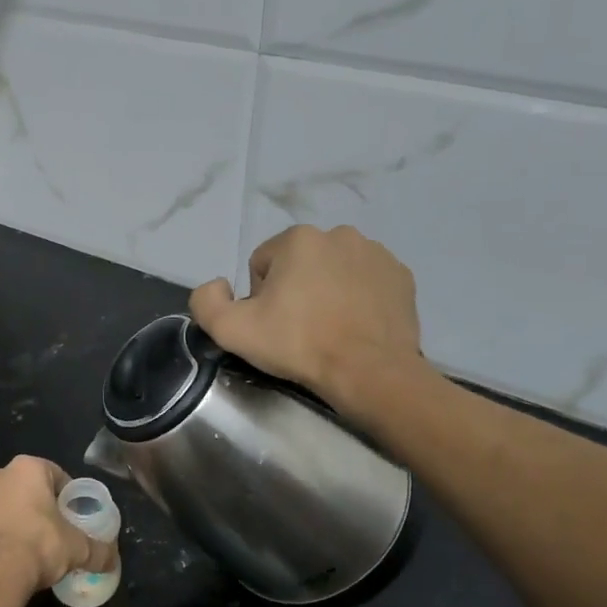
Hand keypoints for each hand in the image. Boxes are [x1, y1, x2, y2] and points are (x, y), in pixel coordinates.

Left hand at [0, 455, 117, 598]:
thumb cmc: (38, 545)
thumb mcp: (77, 548)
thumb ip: (99, 550)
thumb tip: (113, 560)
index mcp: (27, 468)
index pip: (55, 474)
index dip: (67, 495)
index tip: (74, 517)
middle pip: (27, 488)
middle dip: (40, 506)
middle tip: (55, 531)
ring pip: (4, 504)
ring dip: (16, 519)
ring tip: (30, 547)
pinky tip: (9, 556)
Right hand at [189, 225, 432, 412]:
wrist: (369, 372)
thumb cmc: (298, 344)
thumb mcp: (230, 329)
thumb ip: (206, 300)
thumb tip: (219, 285)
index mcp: (298, 239)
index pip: (262, 265)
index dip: (260, 298)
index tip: (272, 325)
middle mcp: (339, 234)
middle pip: (298, 264)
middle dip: (294, 291)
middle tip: (299, 330)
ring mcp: (376, 253)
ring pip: (333, 271)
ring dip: (326, 292)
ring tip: (329, 329)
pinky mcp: (401, 276)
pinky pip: (365, 282)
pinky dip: (357, 299)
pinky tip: (354, 326)